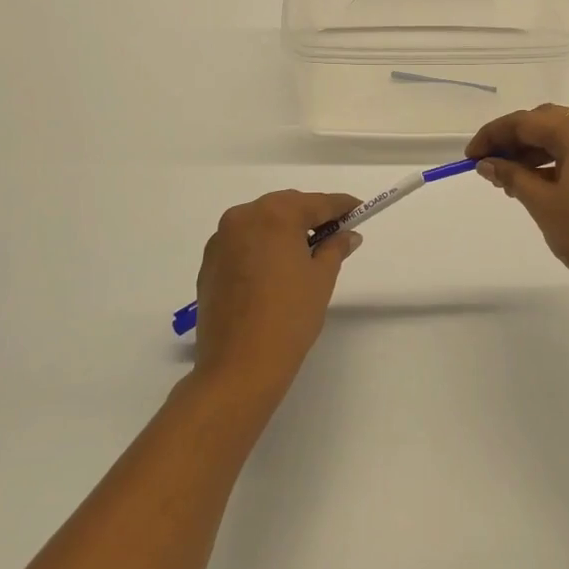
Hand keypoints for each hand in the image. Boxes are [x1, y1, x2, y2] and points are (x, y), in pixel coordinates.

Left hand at [192, 190, 362, 400]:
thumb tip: (347, 235)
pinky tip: (274, 271)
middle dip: (310, 217)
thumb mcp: (321, 279)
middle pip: (286, 207)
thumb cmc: (289, 317)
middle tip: (335, 235)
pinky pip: (242, 243)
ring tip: (304, 255)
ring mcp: (221, 239)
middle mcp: (243, 217)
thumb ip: (335, 248)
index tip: (359, 209)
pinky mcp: (209, 263)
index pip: (317, 202)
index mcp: (275, 215)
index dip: (341, 206)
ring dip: (283, 231)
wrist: (239, 366)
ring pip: (261, 223)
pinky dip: (261, 247)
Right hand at [467, 106, 568, 291]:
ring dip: (532, 151)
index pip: (526, 121)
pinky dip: (553, 161)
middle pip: (546, 122)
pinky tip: (535, 184)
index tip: (470, 157)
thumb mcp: (543, 203)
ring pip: (562, 137)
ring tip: (506, 179)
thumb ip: (512, 177)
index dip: (493, 135)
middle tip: (488, 165)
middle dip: (513, 139)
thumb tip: (488, 164)